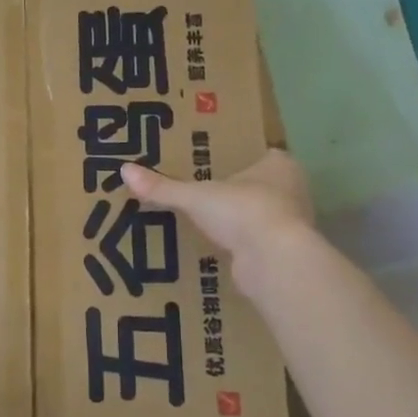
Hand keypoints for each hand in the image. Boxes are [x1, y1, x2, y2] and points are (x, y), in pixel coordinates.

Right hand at [121, 149, 316, 293]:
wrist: (274, 261)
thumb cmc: (243, 212)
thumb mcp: (195, 197)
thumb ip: (163, 187)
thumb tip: (124, 170)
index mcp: (281, 165)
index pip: (261, 155)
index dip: (239, 159)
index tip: (215, 165)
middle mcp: (293, 191)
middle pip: (261, 186)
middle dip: (237, 191)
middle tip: (204, 193)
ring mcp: (291, 225)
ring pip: (260, 216)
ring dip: (240, 221)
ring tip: (206, 222)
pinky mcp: (283, 254)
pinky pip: (258, 243)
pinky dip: (241, 246)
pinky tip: (218, 248)